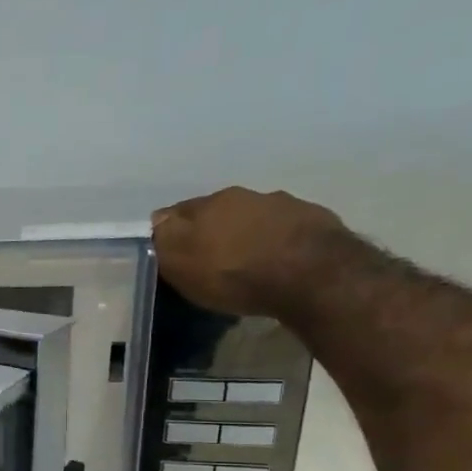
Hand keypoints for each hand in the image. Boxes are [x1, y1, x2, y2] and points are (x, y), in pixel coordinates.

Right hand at [152, 186, 350, 317]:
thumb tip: (157, 221)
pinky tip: (277, 263)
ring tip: (245, 262)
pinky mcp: (314, 219)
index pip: (175, 213)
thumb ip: (165, 239)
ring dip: (245, 234)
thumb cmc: (235, 273)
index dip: (169, 232)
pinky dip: (275, 242)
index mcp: (207, 204)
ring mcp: (282, 204)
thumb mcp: (182, 264)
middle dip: (210, 231)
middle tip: (207, 259)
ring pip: (252, 218)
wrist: (313, 275)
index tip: (169, 253)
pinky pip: (284, 229)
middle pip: (216, 212)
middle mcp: (244, 195)